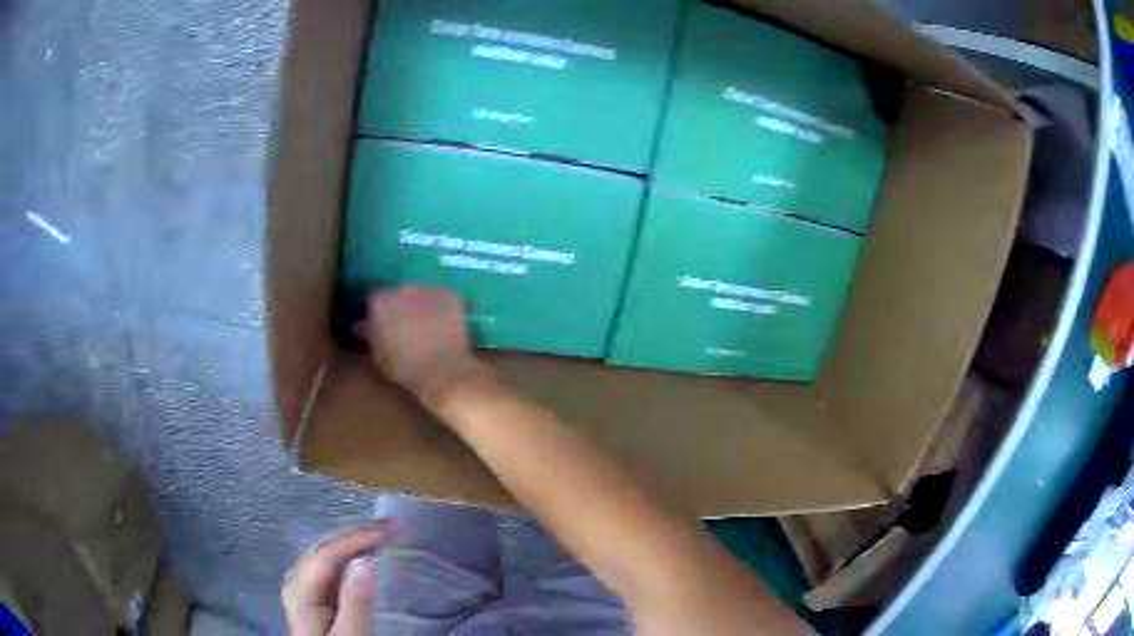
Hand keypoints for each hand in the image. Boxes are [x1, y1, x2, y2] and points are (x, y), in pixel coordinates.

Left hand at [282, 524, 391, 635]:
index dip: (359, 537)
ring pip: (329, 554)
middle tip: (395, 529)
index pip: (329, 552)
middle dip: (359, 535)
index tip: (394, 530)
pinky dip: (352, 557)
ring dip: (356, 543)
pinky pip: (332, 567)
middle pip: (326, 548)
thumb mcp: (350, 635)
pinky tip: (366, 556)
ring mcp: (304, 587)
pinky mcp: (315, 596)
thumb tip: (365, 561)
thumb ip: (355, 603)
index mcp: (301, 589)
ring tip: (385, 536)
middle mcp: (298, 581)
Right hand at [366, 286, 484, 404]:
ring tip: (427, 325)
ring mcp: (427, 288)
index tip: (382, 324)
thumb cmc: (404, 367)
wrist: (442, 370)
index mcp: (379, 301)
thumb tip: (362, 325)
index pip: (373, 299)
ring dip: (420, 304)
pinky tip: (444, 323)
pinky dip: (441, 307)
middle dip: (400, 306)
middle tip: (405, 325)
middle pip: (397, 292)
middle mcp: (401, 288)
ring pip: (420, 293)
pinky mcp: (450, 294)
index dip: (378, 312)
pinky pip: (442, 297)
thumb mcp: (379, 355)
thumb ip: (369, 335)